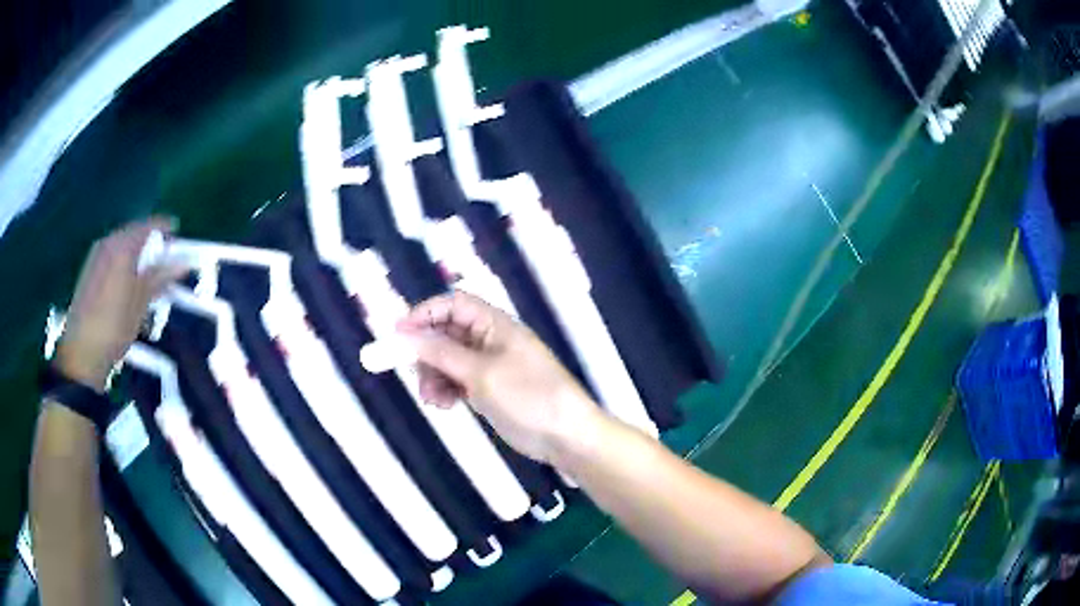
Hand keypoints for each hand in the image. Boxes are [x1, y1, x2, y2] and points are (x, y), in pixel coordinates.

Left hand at [56, 218, 188, 390]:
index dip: (164, 228)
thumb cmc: (115, 325)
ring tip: (147, 274)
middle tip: (164, 258)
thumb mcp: (141, 302)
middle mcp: (108, 243)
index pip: (148, 226)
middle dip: (149, 243)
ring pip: (121, 246)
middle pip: (133, 234)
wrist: (82, 352)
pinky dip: (123, 264)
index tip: (177, 233)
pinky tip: (128, 284)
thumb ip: (161, 277)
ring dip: (136, 255)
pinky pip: (111, 257)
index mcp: (123, 245)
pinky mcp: (88, 272)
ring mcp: (95, 257)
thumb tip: (183, 262)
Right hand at [397, 291, 605, 463]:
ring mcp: (488, 365)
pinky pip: (456, 380)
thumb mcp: (481, 373)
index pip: (453, 304)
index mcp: (494, 324)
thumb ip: (441, 352)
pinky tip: (445, 405)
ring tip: (433, 399)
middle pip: (446, 333)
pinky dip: (446, 390)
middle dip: (426, 352)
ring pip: (447, 360)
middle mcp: (490, 339)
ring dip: (434, 376)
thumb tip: (406, 334)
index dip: (425, 314)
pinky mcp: (487, 388)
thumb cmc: (528, 395)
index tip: (398, 334)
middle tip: (413, 373)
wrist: (564, 435)